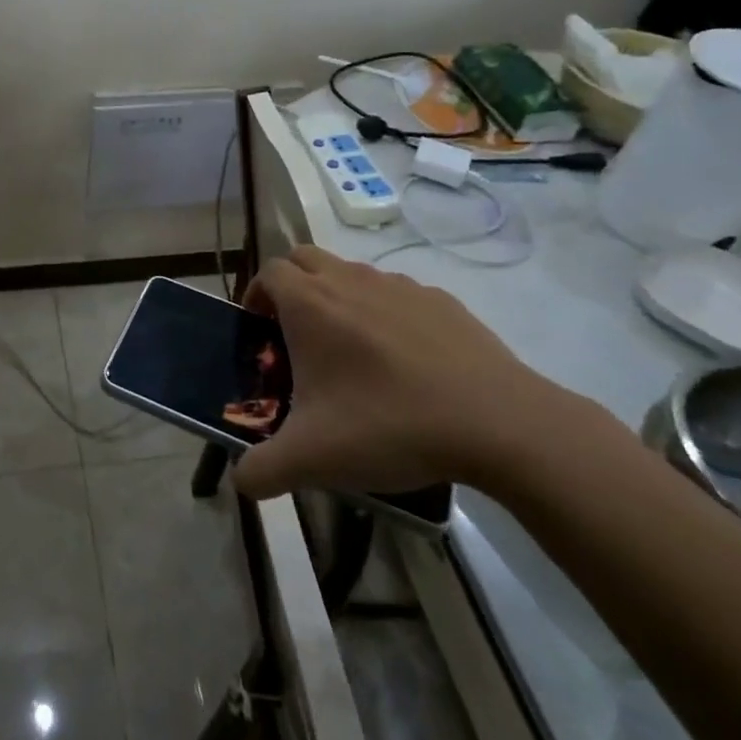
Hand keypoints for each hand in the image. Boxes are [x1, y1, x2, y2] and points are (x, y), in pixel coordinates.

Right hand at [232, 246, 565, 499]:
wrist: (499, 424)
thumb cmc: (389, 425)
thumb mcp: (312, 459)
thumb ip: (261, 470)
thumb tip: (241, 481)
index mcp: (310, 305)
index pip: (268, 272)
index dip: (256, 296)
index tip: (261, 333)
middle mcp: (350, 281)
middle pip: (304, 259)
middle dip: (292, 286)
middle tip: (296, 334)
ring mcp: (400, 286)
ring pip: (352, 273)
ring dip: (338, 297)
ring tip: (351, 352)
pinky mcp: (442, 301)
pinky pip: (397, 294)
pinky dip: (385, 313)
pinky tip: (404, 362)